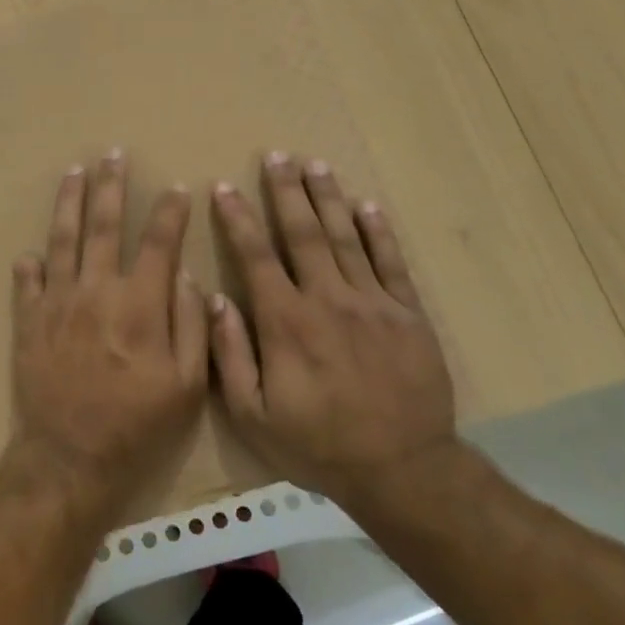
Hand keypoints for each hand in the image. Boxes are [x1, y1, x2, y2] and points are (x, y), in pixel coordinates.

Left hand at [10, 150, 208, 520]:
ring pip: (61, 240)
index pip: (158, 243)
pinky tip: (31, 252)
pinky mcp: (28, 322)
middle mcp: (95, 292)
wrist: (70, 457)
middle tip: (112, 154)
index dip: (170, 213)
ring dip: (68, 203)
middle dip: (110, 186)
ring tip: (73, 173)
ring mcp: (56, 303)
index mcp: (139, 305)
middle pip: (103, 226)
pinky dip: (30, 264)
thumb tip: (183, 277)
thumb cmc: (137, 426)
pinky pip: (27, 283)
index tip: (178, 189)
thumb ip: (191, 327)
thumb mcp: (186, 387)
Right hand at [208, 151, 457, 509]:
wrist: (402, 469)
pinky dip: (379, 231)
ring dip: (328, 197)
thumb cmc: (318, 444)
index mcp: (286, 322)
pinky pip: (391, 263)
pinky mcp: (408, 315)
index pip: (256, 257)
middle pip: (304, 233)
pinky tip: (367, 204)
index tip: (225, 188)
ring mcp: (373, 304)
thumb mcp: (254, 415)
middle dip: (286, 191)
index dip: (238, 219)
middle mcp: (328, 300)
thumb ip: (231, 354)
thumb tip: (215, 300)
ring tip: (315, 163)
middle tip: (276, 155)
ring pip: (346, 237)